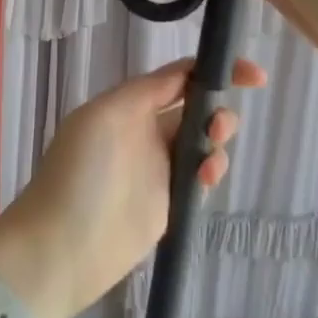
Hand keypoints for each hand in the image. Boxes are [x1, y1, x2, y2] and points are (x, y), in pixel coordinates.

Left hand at [0, 56, 266, 317]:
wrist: (64, 247)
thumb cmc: (82, 172)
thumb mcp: (108, 114)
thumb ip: (149, 90)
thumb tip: (187, 73)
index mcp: (127, 104)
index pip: (177, 78)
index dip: (214, 71)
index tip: (254, 75)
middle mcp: (144, 130)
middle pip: (195, 108)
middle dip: (217, 110)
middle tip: (218, 128)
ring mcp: (157, 167)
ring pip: (202, 142)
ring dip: (216, 141)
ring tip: (209, 159)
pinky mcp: (168, 202)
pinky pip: (200, 176)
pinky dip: (211, 170)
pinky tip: (206, 179)